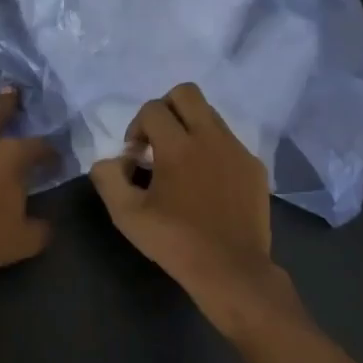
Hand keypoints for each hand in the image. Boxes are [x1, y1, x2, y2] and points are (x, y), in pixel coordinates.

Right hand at [90, 83, 291, 326]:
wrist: (231, 269)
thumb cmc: (175, 242)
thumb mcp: (127, 215)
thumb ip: (108, 178)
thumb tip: (110, 160)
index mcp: (178, 146)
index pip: (152, 109)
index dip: (136, 127)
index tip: (135, 157)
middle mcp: (211, 137)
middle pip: (186, 93)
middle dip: (165, 109)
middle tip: (157, 142)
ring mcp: (237, 150)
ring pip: (210, 115)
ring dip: (189, 127)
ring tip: (181, 164)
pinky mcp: (254, 167)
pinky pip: (229, 141)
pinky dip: (212, 150)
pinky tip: (206, 183)